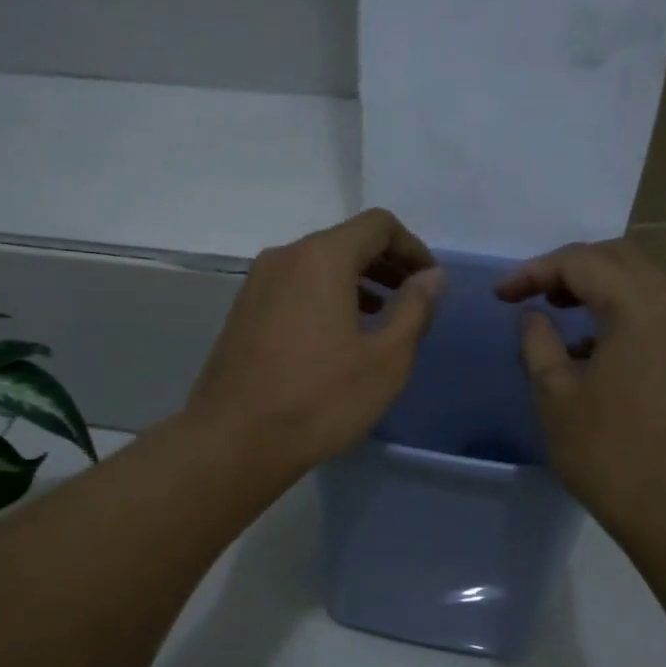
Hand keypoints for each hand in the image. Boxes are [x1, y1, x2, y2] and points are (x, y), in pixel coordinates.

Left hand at [185, 209, 442, 474]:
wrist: (234, 441)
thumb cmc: (320, 400)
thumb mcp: (385, 360)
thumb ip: (414, 309)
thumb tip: (431, 277)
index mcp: (321, 258)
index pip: (377, 225)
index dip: (412, 247)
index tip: (429, 281)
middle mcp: (284, 258)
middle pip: (345, 241)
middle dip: (384, 263)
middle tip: (411, 298)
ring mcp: (256, 285)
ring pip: (316, 265)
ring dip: (355, 281)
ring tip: (380, 317)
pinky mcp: (242, 312)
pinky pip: (294, 288)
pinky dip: (324, 297)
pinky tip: (337, 336)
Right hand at [496, 240, 665, 538]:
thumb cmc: (610, 454)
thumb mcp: (556, 397)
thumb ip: (538, 344)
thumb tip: (533, 316)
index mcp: (641, 306)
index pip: (581, 262)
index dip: (533, 272)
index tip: (500, 296)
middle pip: (619, 259)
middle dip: (570, 269)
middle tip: (531, 295)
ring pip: (644, 284)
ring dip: (598, 289)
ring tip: (559, 315)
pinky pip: (660, 313)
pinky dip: (623, 313)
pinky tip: (595, 349)